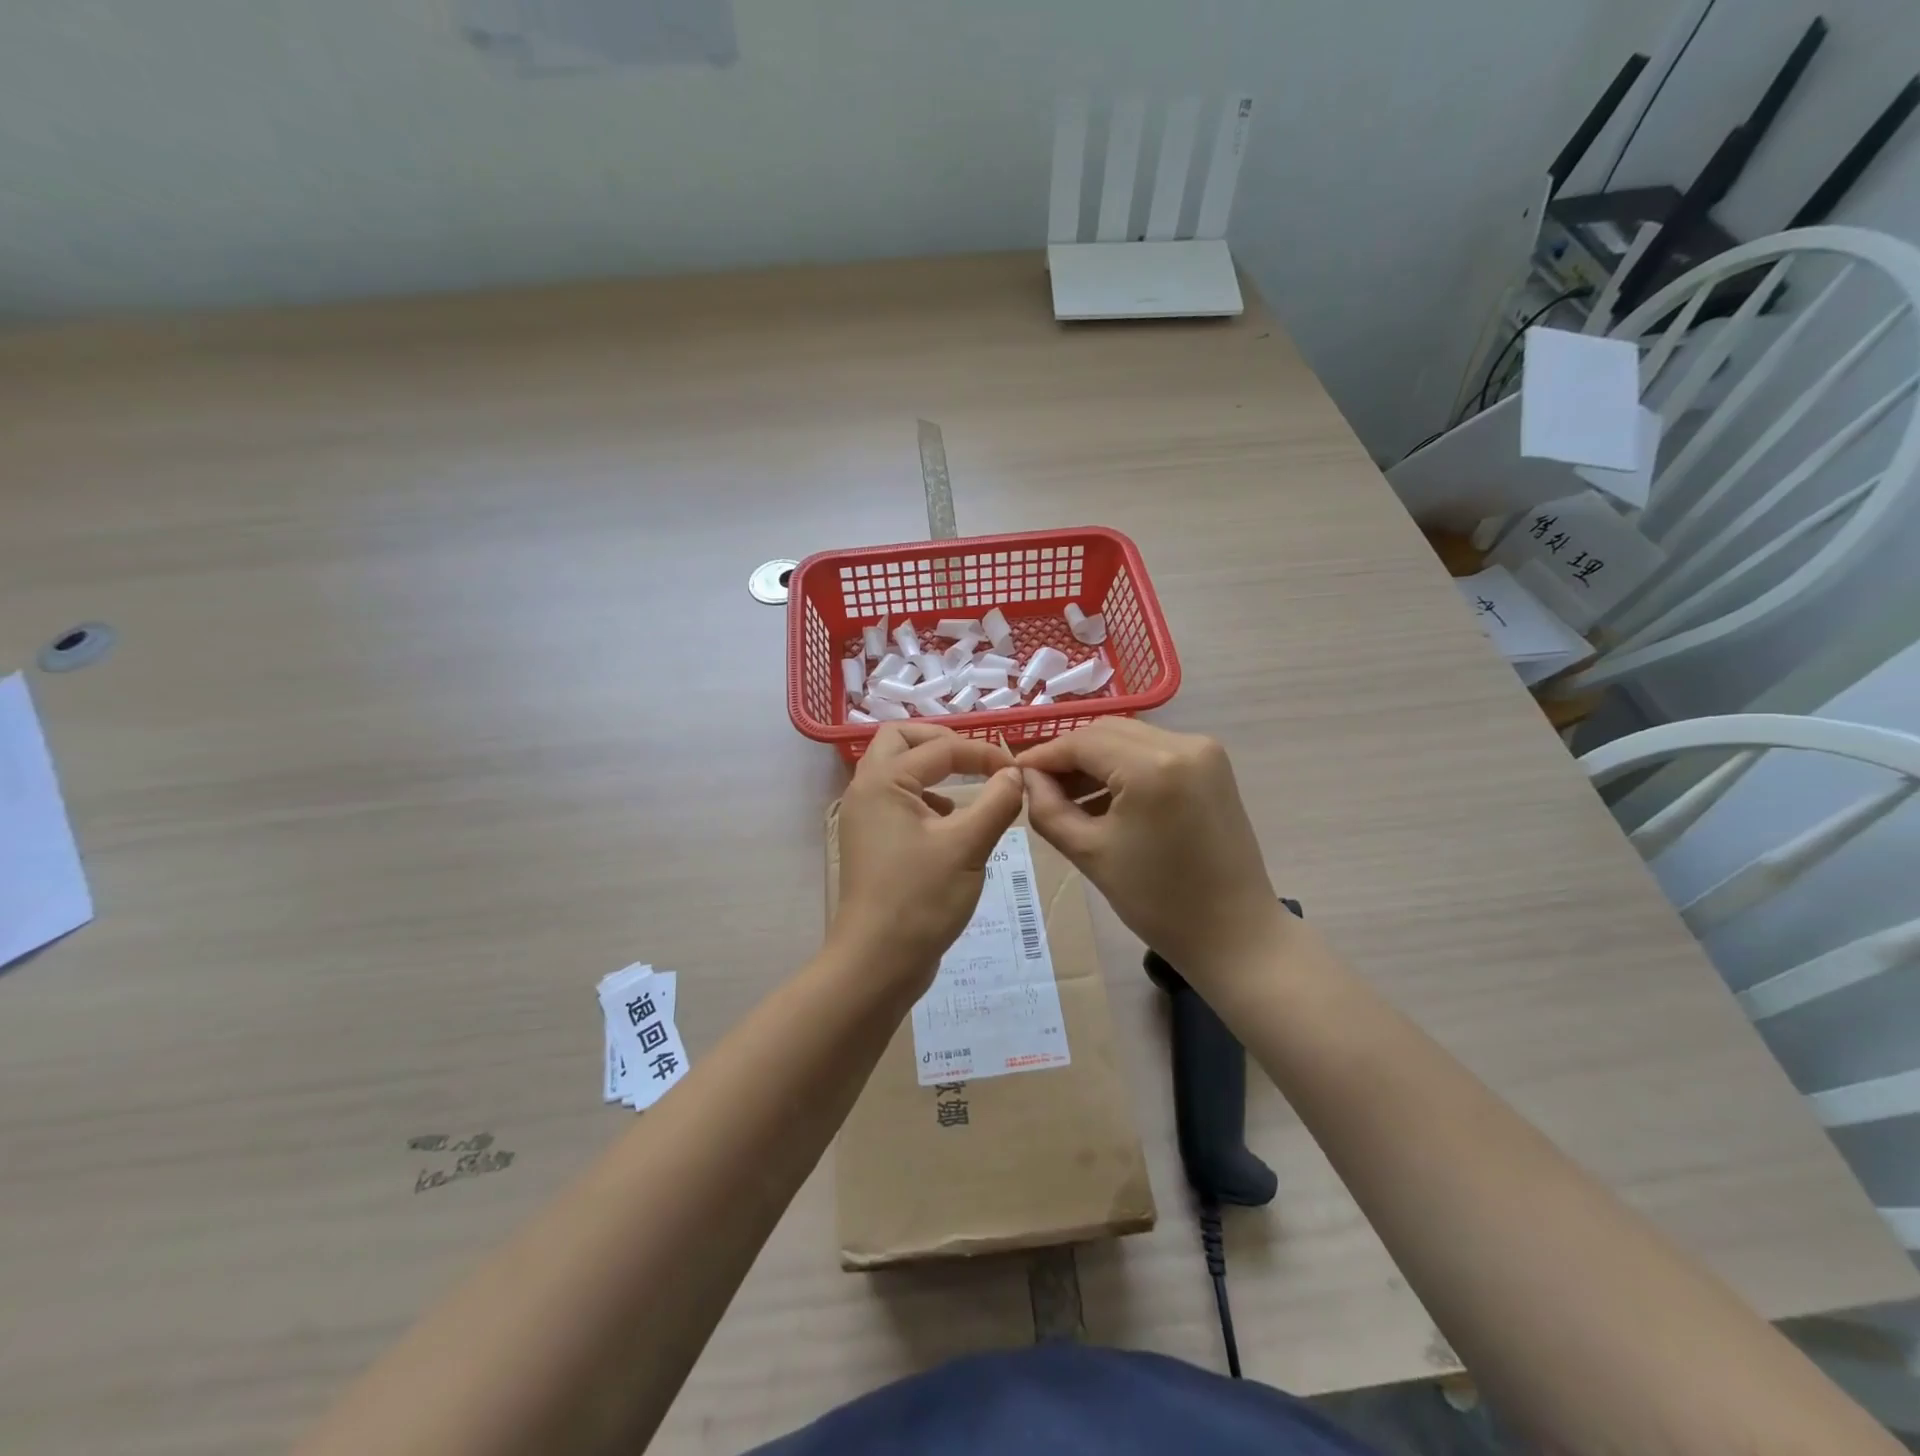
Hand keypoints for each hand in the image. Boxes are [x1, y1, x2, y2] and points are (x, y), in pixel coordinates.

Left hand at [833, 724, 1026, 989]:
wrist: (876, 962)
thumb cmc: (921, 899)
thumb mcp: (968, 846)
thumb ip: (997, 801)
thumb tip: (1015, 774)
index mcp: (884, 781)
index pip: (940, 748)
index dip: (982, 753)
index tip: (1016, 771)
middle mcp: (866, 790)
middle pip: (900, 740)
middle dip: (941, 743)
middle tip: (976, 761)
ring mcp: (864, 817)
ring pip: (895, 770)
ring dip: (930, 769)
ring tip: (966, 791)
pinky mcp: (871, 842)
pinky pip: (896, 800)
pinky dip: (924, 798)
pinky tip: (949, 825)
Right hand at [1017, 719, 1286, 990]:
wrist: (1234, 933)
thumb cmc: (1158, 901)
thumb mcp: (1089, 853)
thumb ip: (1047, 808)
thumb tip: (1027, 778)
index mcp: (1152, 766)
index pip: (1082, 742)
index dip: (1044, 756)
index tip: (1014, 775)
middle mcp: (1183, 743)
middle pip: (1106, 732)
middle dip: (1068, 756)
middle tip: (1038, 787)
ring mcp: (1204, 751)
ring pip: (1129, 739)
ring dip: (1096, 760)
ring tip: (1067, 796)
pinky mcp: (1213, 765)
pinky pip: (1153, 751)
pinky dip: (1124, 767)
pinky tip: (1104, 797)